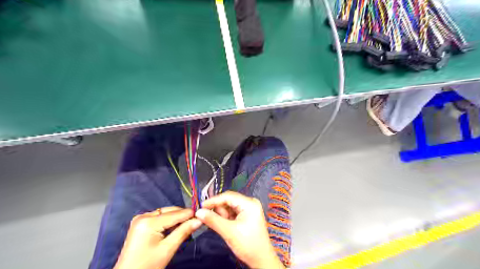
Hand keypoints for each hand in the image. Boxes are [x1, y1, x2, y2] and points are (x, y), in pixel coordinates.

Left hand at [113, 207, 202, 267]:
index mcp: (148, 221)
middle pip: (170, 211)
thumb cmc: (147, 265)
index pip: (175, 214)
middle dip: (183, 216)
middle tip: (196, 221)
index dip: (190, 214)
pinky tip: (174, 228)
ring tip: (187, 225)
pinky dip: (168, 221)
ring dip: (176, 219)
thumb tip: (199, 220)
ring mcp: (140, 219)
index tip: (203, 216)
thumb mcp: (168, 249)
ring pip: (165, 213)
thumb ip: (184, 231)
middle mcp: (143, 216)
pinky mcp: (140, 223)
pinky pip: (159, 217)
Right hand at [194, 191, 284, 268]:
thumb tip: (198, 212)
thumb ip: (213, 220)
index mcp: (249, 203)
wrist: (261, 260)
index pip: (228, 196)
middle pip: (228, 201)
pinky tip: (224, 226)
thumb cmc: (248, 244)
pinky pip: (233, 212)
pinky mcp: (247, 215)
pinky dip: (226, 218)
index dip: (213, 200)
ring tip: (222, 227)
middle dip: (219, 210)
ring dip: (222, 215)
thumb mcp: (229, 232)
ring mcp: (249, 209)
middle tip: (211, 221)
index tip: (201, 207)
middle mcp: (250, 202)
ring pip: (229, 207)